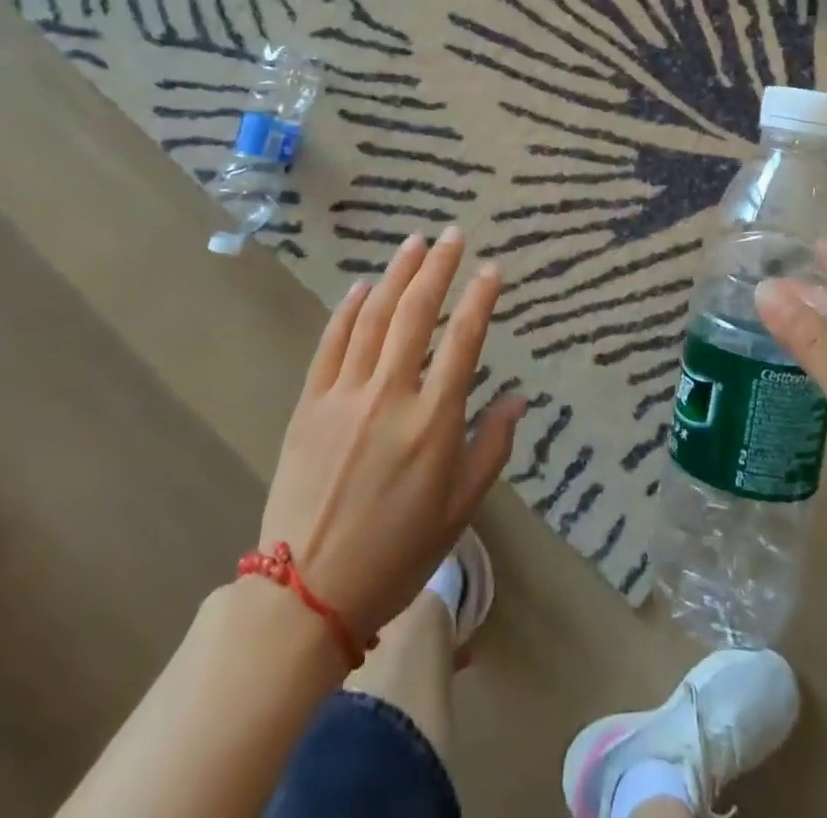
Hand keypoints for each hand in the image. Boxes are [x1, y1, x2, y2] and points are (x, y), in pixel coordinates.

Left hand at [258, 228, 527, 643]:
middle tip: (451, 234)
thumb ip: (492, 447)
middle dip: (438, 267)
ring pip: (374, 317)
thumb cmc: (396, 554)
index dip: (479, 298)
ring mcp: (345, 394)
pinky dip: (349, 309)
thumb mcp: (459, 510)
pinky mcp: (310, 403)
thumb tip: (518, 398)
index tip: (491, 268)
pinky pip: (332, 343)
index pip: (463, 340)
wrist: (307, 591)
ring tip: (414, 243)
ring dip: (397, 275)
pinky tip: (363, 287)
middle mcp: (391, 394)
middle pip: (417, 313)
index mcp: (433, 420)